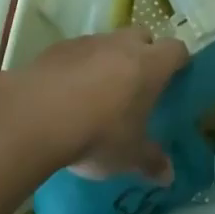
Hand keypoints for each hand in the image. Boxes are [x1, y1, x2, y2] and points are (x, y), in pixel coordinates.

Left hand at [5, 26, 189, 179]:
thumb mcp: (128, 156)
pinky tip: (67, 94)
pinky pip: (77, 52)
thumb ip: (151, 161)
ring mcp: (88, 42)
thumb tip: (169, 176)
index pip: (176, 50)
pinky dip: (78, 66)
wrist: (36, 115)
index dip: (178, 61)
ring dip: (108, 60)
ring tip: (98, 93)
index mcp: (150, 65)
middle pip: (142, 36)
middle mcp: (122, 45)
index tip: (176, 77)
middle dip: (143, 54)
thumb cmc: (97, 133)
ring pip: (108, 43)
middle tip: (137, 85)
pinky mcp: (58, 48)